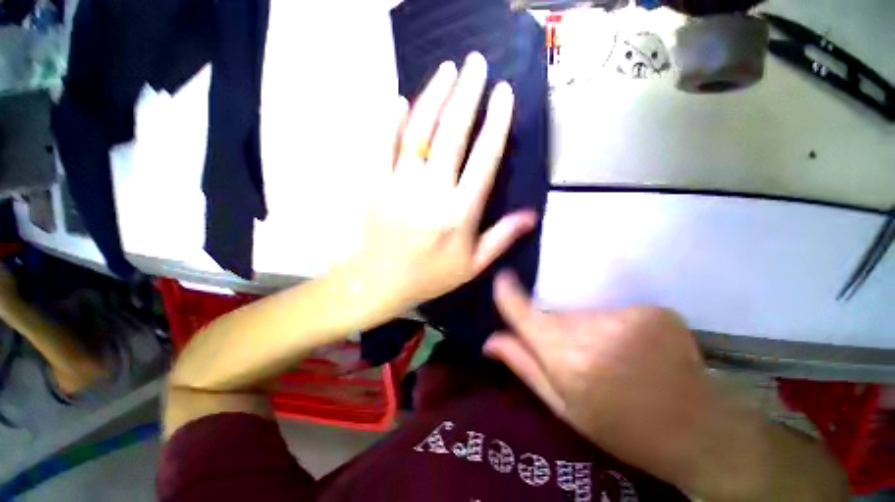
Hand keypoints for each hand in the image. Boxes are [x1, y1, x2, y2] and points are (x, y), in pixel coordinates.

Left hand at [344, 53, 536, 315]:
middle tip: (477, 64)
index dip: (496, 123)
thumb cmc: (428, 277)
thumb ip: (501, 238)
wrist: (378, 283)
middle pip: (453, 134)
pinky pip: (382, 146)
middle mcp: (432, 192)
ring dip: (434, 96)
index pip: (484, 158)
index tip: (504, 94)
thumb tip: (531, 215)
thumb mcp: (472, 265)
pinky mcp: (374, 184)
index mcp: (459, 212)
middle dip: (468, 94)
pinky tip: (398, 101)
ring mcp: (399, 185)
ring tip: (448, 70)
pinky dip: (390, 122)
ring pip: (419, 132)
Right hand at [485, 271, 715, 489]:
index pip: (525, 313)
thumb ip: (524, 366)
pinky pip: (613, 311)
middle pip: (554, 314)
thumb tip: (489, 340)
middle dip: (553, 327)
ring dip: (584, 328)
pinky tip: (631, 348)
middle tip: (571, 353)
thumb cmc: (623, 429)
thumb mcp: (565, 407)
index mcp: (569, 360)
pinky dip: (614, 326)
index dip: (508, 293)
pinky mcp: (654, 310)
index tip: (502, 278)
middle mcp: (595, 332)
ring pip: (583, 311)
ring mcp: (629, 317)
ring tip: (605, 355)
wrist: (700, 433)